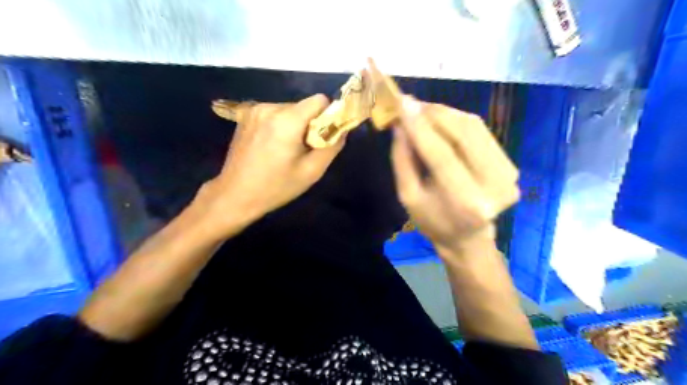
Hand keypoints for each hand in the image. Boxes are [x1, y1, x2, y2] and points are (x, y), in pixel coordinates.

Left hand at [202, 94, 343, 235]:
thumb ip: (332, 146)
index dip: (327, 116)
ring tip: (285, 150)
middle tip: (303, 149)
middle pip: (303, 106)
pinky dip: (279, 125)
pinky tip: (271, 146)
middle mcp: (270, 107)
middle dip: (309, 124)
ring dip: (294, 125)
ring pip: (288, 110)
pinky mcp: (245, 116)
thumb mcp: (311, 172)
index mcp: (287, 120)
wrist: (235, 195)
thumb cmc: (276, 187)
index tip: (322, 136)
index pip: (319, 100)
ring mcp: (254, 110)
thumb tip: (342, 130)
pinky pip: (274, 114)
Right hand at [391, 96, 520, 255]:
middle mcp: (493, 185)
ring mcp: (508, 175)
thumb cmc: (432, 221)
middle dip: (434, 113)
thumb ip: (402, 160)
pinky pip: (482, 133)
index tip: (402, 102)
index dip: (420, 127)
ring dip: (446, 113)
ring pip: (475, 127)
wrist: (468, 238)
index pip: (441, 154)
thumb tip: (400, 124)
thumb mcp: (408, 196)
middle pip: (463, 133)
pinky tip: (442, 121)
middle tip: (411, 104)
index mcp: (464, 201)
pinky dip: (459, 121)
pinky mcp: (511, 166)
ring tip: (423, 110)